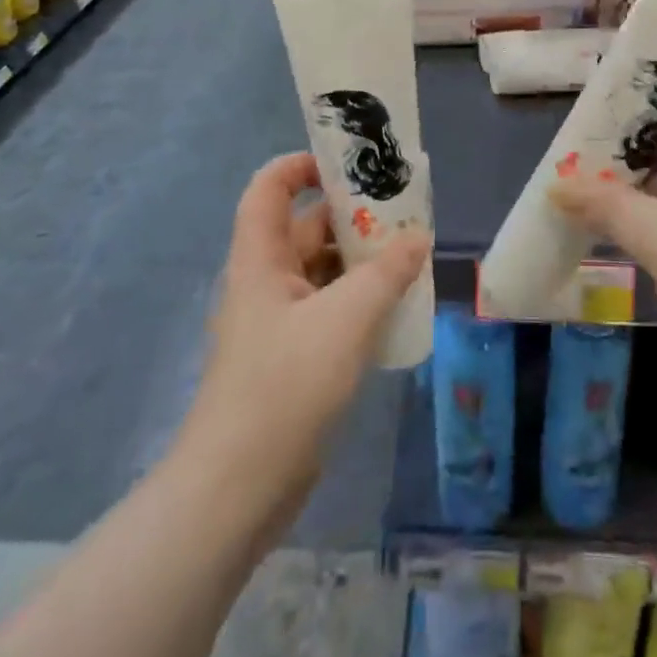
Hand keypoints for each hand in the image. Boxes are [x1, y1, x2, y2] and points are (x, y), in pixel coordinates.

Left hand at [189, 152, 430, 519]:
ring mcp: (278, 322)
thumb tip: (418, 237)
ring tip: (411, 254)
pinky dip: (359, 298)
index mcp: (261, 259)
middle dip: (352, 215)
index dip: (301, 166)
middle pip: (306, 228)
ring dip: (362, 260)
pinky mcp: (293, 356)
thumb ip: (386, 273)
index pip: (269, 189)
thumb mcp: (346, 320)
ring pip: (322, 271)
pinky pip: (329, 308)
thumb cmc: (285, 386)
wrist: (238, 490)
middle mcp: (265, 282)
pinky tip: (395, 305)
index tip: (349, 166)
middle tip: (404, 211)